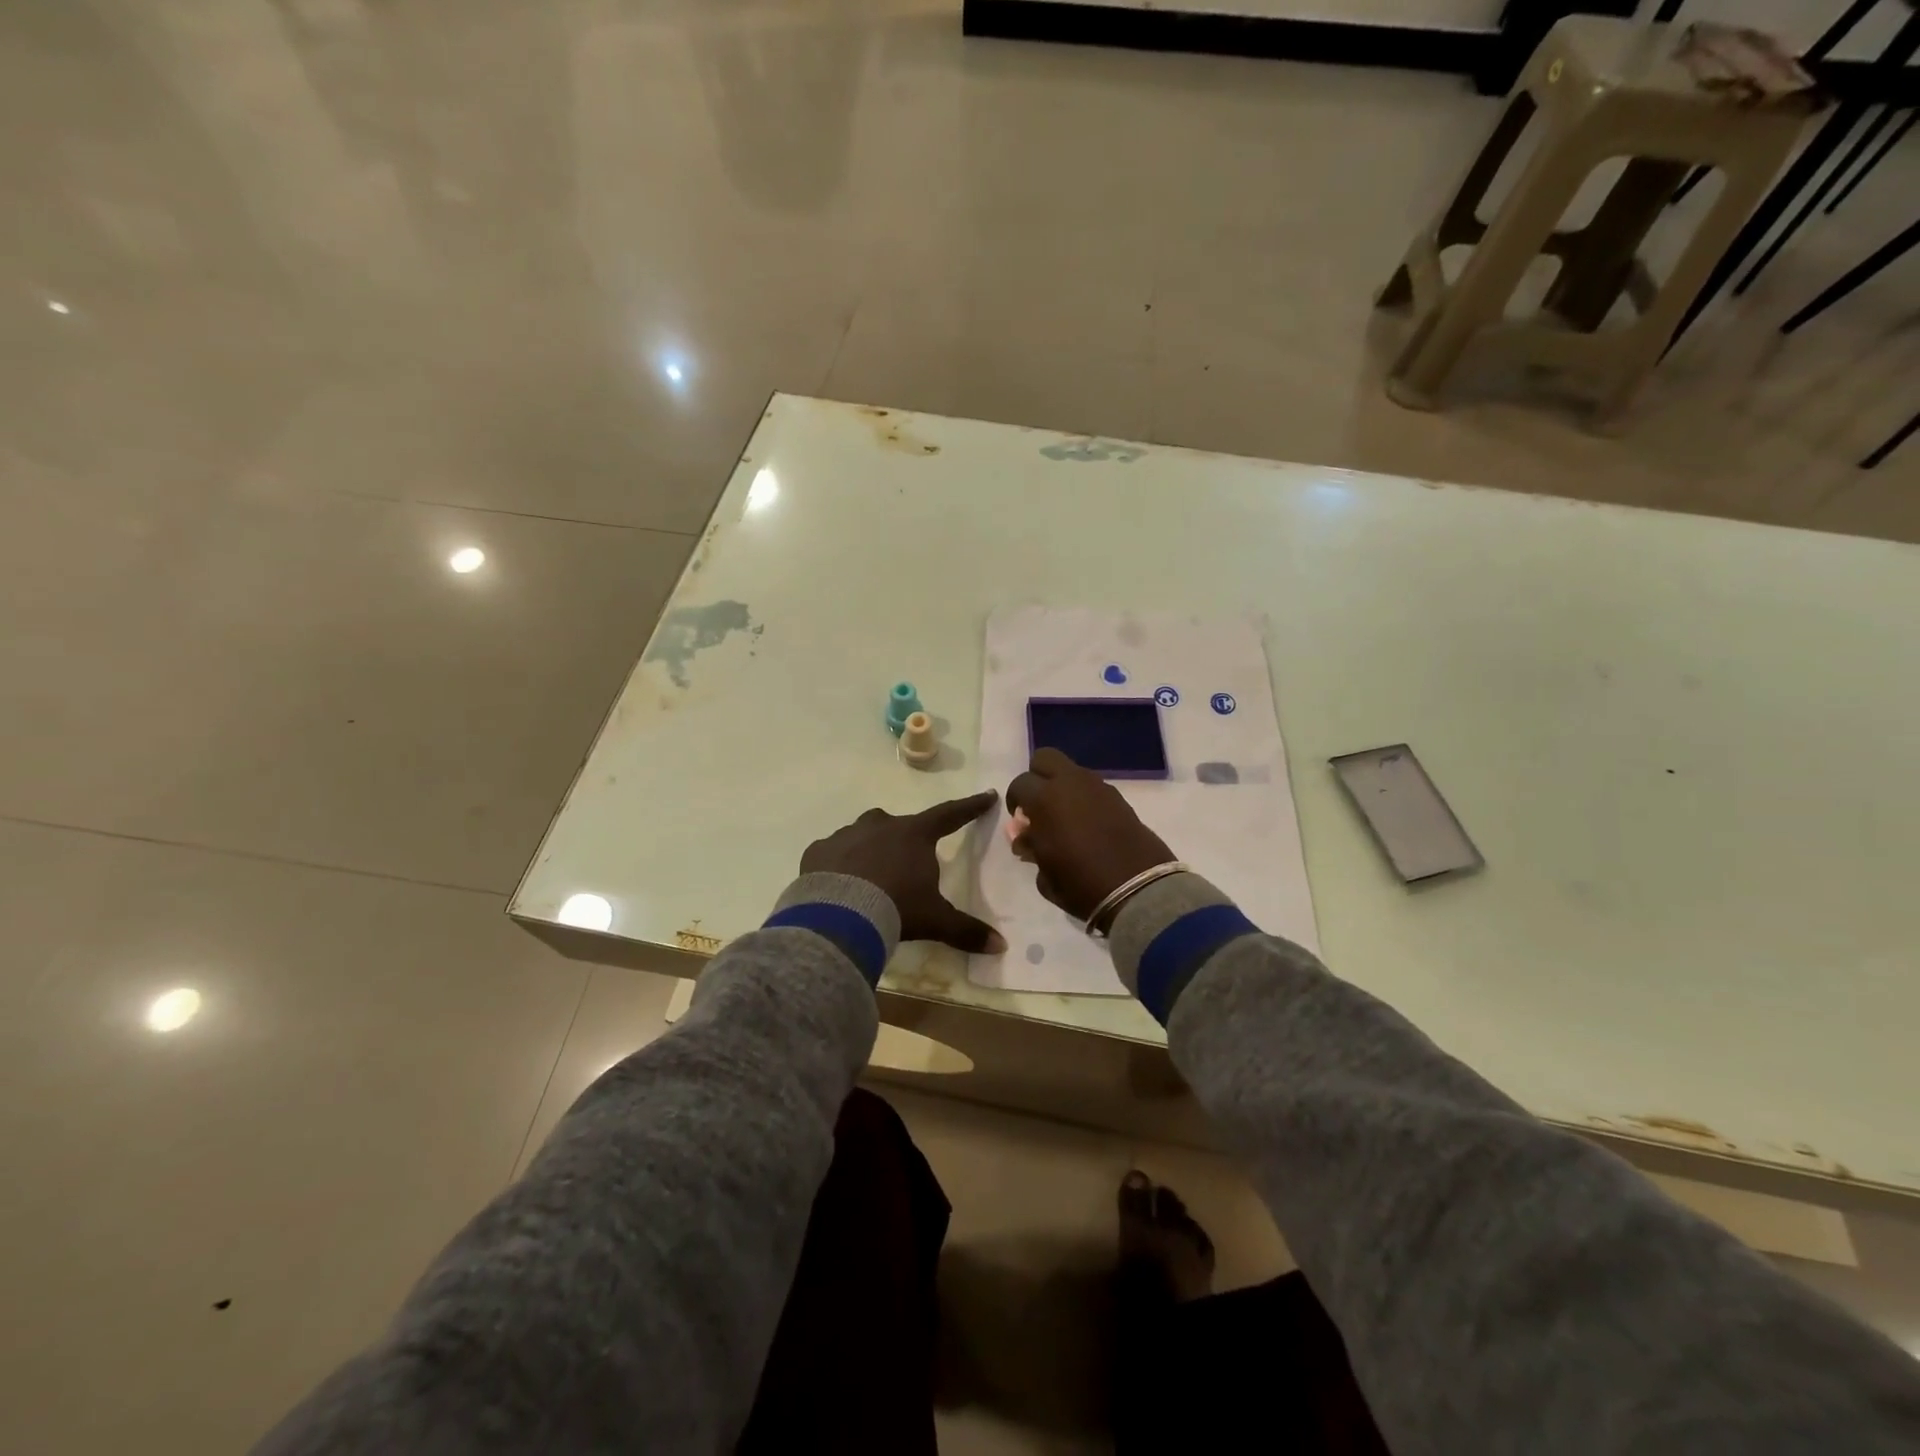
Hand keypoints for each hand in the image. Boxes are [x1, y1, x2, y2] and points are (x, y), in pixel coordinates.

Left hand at [800, 791, 1005, 952]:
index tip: (987, 795)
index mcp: (914, 835)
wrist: (838, 916)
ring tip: (869, 878)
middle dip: (903, 840)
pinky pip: (831, 853)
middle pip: (898, 826)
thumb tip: (1001, 945)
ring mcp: (846, 836)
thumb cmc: (896, 908)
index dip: (970, 807)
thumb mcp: (935, 920)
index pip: (949, 815)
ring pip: (862, 835)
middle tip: (905, 863)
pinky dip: (837, 864)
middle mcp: (880, 826)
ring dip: (868, 850)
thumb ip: (966, 930)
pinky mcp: (818, 851)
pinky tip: (838, 885)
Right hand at [1004, 749, 1174, 923]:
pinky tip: (1087, 825)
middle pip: (1045, 758)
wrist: (1138, 889)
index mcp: (1045, 799)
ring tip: (1065, 819)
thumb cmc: (1081, 884)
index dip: (1015, 801)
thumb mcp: (1044, 874)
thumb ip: (1031, 847)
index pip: (1019, 784)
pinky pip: (1092, 787)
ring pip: (1071, 771)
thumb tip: (1026, 836)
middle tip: (1039, 805)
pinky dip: (1084, 798)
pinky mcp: (1119, 798)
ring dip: (1063, 787)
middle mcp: (1071, 783)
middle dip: (1037, 777)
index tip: (1020, 821)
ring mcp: (1098, 787)